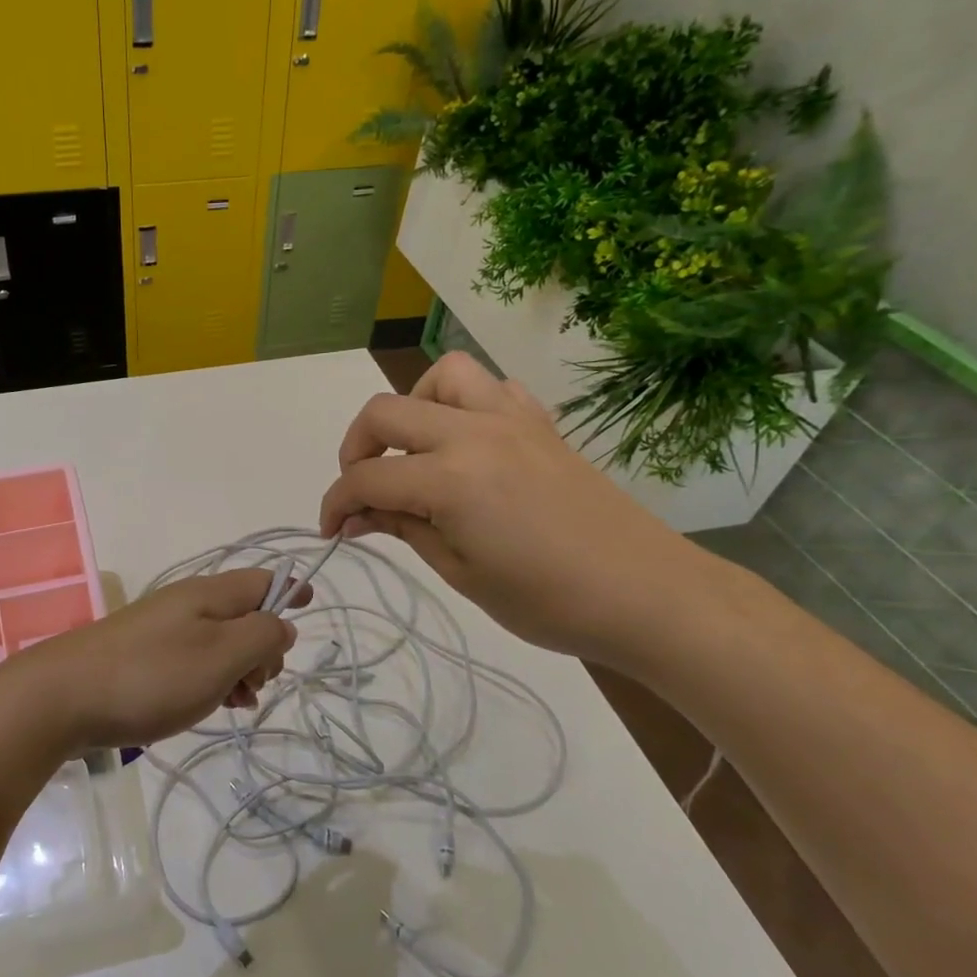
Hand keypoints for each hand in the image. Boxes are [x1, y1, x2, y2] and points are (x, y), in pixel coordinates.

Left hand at [0, 569, 304, 753]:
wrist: (62, 697)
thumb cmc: (151, 676)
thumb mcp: (221, 656)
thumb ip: (262, 636)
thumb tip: (283, 624)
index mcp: (209, 594)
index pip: (263, 580)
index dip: (291, 591)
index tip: (310, 610)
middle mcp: (187, 603)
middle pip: (244, 613)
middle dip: (264, 647)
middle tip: (256, 684)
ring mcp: (162, 629)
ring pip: (220, 641)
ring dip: (239, 669)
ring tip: (236, 703)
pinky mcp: (143, 656)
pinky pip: (193, 660)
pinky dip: (211, 679)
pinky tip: (209, 706)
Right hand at [318, 352, 705, 667]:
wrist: (646, 593)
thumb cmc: (547, 600)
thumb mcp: (461, 572)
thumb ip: (403, 529)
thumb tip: (355, 517)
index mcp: (449, 478)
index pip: (367, 477)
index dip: (336, 503)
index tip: (330, 529)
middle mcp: (474, 432)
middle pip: (386, 411)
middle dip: (357, 448)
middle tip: (362, 491)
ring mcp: (512, 419)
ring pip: (442, 376)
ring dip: (413, 408)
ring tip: (415, 451)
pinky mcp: (541, 424)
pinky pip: (491, 388)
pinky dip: (463, 405)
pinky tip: (467, 444)